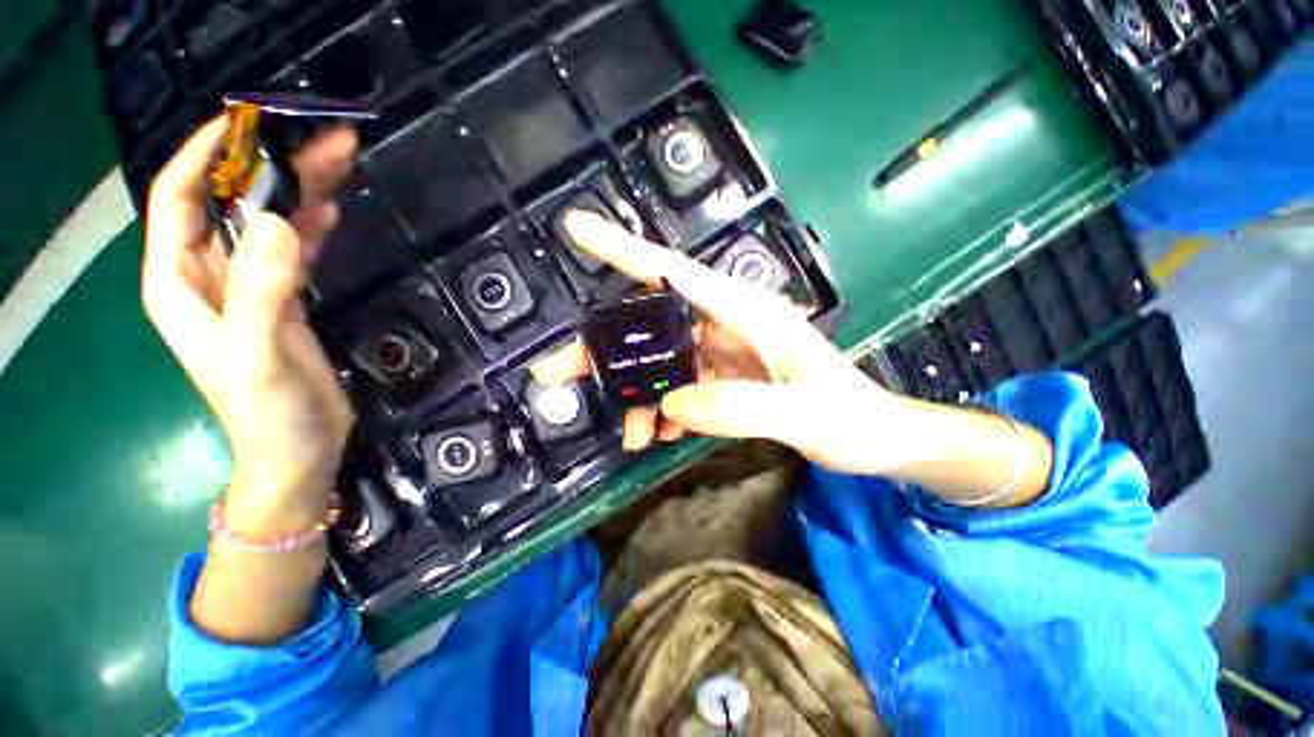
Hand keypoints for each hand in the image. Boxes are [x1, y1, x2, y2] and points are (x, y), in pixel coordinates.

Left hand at [143, 117, 358, 537]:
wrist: (298, 449)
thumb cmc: (267, 411)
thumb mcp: (258, 353)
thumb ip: (262, 291)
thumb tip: (278, 220)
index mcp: (180, 281)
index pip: (178, 199)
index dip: (205, 155)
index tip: (247, 123)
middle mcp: (206, 275)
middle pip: (231, 204)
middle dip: (269, 167)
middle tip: (320, 139)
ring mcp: (247, 287)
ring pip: (266, 223)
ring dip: (298, 192)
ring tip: (338, 163)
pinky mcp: (282, 300)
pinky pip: (291, 250)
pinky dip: (309, 226)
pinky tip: (329, 209)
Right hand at [532, 211, 912, 474]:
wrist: (879, 440)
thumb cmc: (853, 419)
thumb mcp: (803, 415)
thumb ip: (739, 407)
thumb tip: (670, 404)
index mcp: (747, 313)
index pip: (673, 273)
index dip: (625, 251)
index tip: (578, 230)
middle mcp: (728, 325)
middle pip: (653, 325)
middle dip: (607, 350)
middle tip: (560, 373)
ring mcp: (724, 354)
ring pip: (661, 363)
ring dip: (636, 394)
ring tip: (629, 432)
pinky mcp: (726, 380)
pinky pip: (681, 388)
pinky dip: (663, 409)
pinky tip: (658, 432)